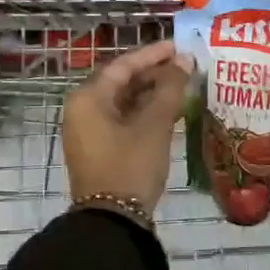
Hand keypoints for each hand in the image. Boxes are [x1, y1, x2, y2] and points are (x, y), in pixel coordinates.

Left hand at [63, 40, 192, 217]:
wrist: (113, 222)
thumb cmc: (130, 165)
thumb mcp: (154, 125)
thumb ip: (170, 88)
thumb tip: (185, 61)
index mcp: (88, 98)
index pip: (123, 65)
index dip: (153, 54)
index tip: (180, 46)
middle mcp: (83, 109)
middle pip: (122, 81)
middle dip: (155, 73)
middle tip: (186, 67)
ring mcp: (89, 131)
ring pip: (124, 101)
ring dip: (152, 93)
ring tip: (184, 86)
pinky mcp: (99, 148)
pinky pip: (123, 119)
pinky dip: (145, 112)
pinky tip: (171, 110)